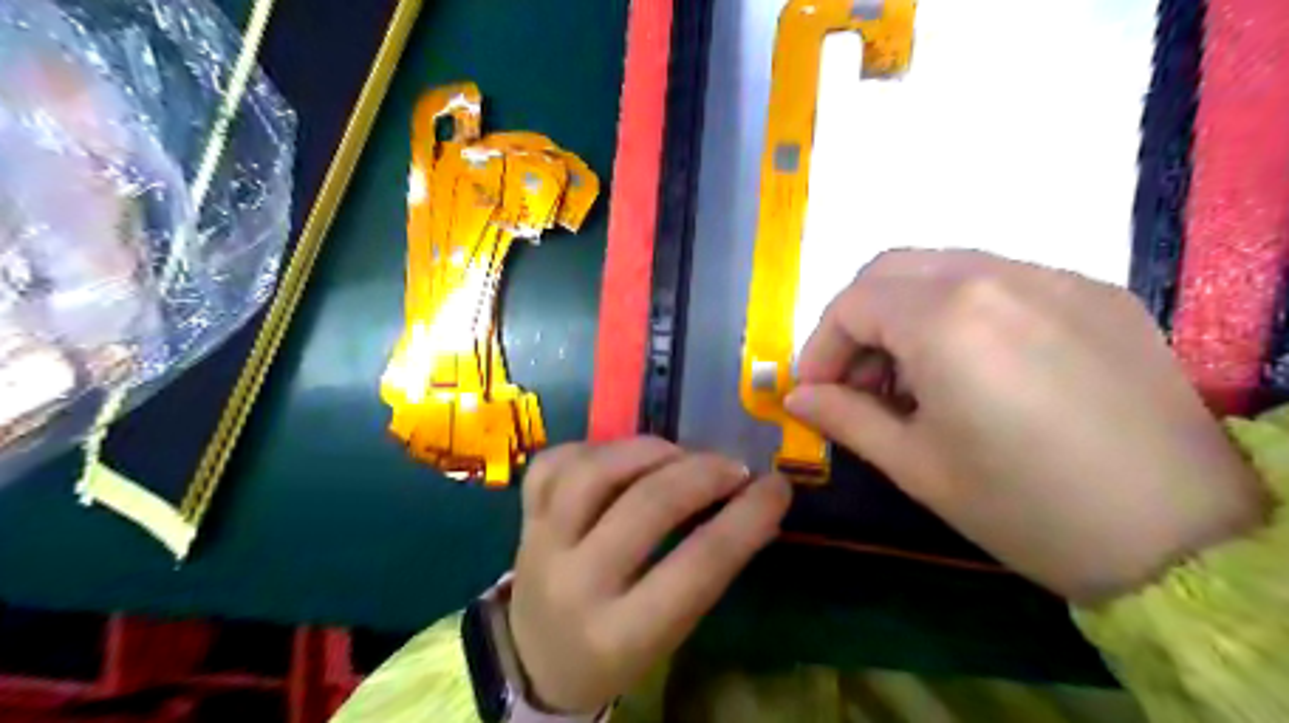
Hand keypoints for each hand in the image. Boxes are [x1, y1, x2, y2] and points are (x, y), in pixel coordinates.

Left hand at [510, 436, 790, 712]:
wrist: (535, 658)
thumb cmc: (615, 650)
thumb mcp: (667, 631)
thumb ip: (706, 570)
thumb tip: (754, 503)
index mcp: (622, 634)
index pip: (697, 566)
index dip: (746, 519)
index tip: (777, 487)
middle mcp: (576, 584)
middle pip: (645, 507)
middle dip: (702, 475)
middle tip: (734, 467)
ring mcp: (540, 544)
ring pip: (593, 473)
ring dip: (648, 451)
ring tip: (679, 454)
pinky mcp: (523, 516)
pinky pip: (555, 463)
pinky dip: (594, 448)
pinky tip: (621, 457)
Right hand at [785, 251, 1267, 602]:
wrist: (1184, 537)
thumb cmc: (1026, 507)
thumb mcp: (916, 466)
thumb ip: (845, 418)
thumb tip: (798, 396)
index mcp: (946, 319)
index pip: (851, 304)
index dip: (820, 347)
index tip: (816, 391)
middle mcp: (996, 276)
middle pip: (891, 270)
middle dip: (858, 320)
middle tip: (858, 379)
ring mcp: (1053, 278)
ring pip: (944, 269)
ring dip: (906, 313)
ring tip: (914, 379)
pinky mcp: (1094, 294)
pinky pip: (1000, 282)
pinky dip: (960, 312)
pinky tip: (974, 369)